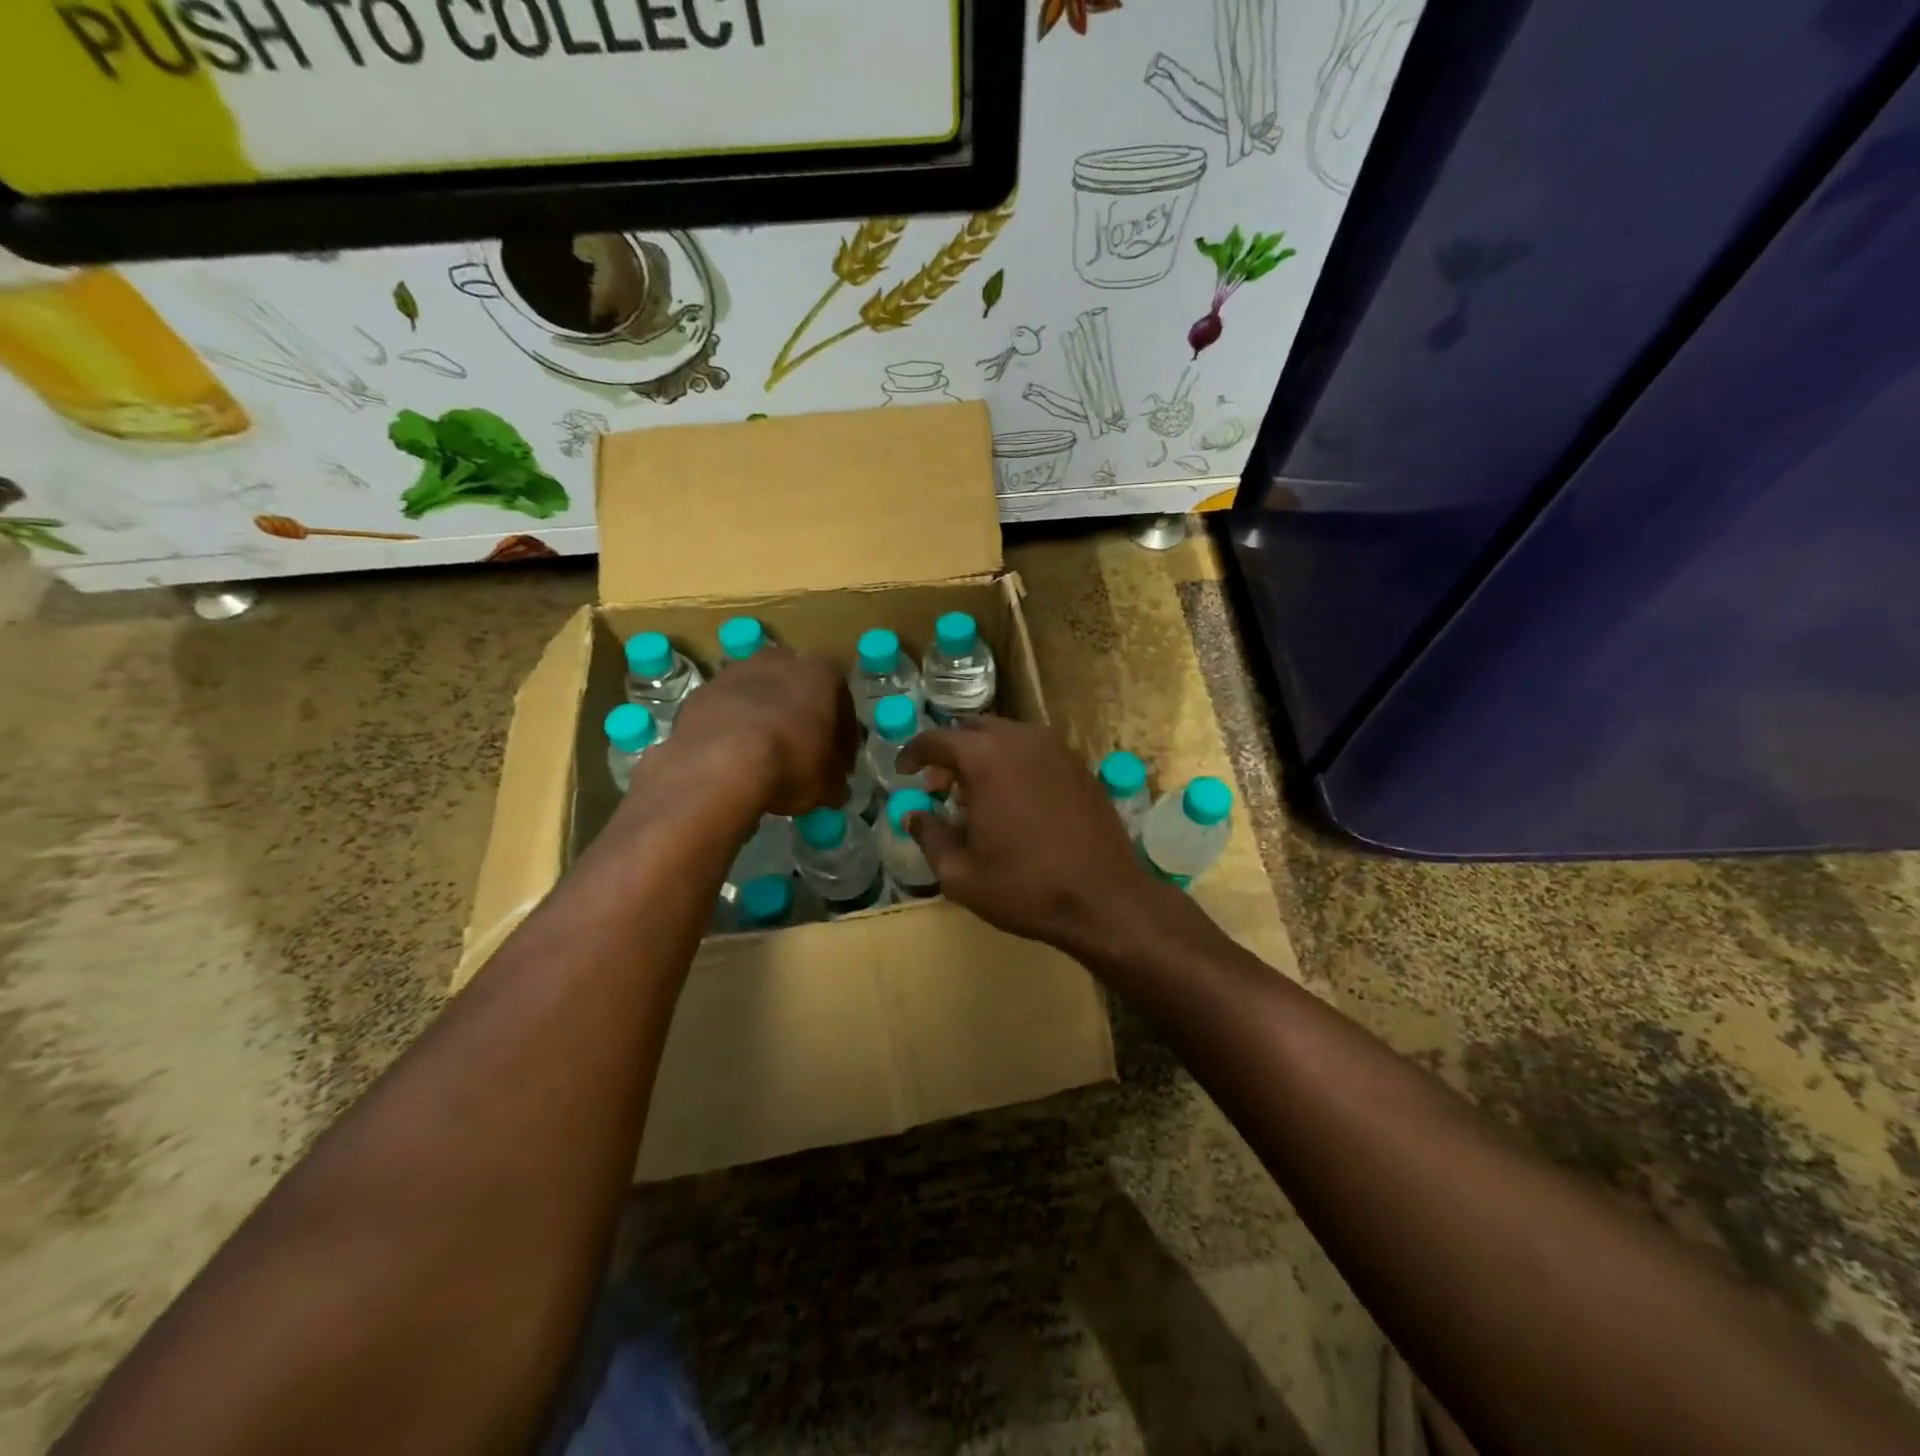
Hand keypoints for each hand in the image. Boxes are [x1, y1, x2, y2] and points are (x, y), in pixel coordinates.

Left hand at [657, 647, 857, 817]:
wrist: (717, 765)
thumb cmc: (789, 763)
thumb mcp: (826, 783)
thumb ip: (834, 780)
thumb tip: (835, 789)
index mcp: (820, 674)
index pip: (842, 699)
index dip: (843, 734)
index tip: (839, 761)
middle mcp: (779, 661)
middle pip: (797, 687)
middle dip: (801, 715)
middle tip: (802, 751)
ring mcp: (734, 673)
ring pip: (758, 693)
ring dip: (764, 717)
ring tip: (764, 756)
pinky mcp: (700, 693)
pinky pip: (725, 709)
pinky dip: (732, 728)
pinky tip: (732, 758)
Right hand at [897, 717, 1171, 954]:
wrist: (1105, 900)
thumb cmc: (1025, 887)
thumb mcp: (961, 874)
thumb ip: (930, 836)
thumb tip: (914, 815)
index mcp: (987, 758)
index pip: (938, 739)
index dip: (914, 754)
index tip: (904, 772)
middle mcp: (1022, 740)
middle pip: (975, 730)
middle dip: (951, 753)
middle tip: (940, 786)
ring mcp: (1057, 750)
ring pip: (1008, 738)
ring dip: (984, 757)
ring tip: (976, 796)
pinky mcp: (1081, 768)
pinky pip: (1036, 752)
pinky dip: (1015, 765)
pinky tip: (1015, 802)